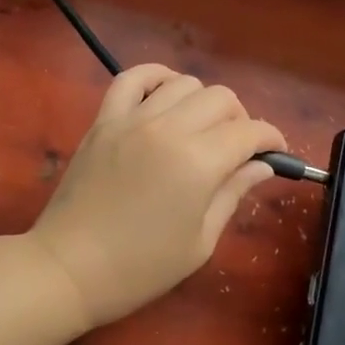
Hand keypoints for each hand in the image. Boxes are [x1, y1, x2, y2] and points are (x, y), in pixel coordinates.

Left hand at [29, 65, 286, 327]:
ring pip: (183, 83)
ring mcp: (131, 119)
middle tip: (237, 150)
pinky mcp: (103, 120)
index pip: (249, 132)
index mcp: (198, 163)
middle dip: (240, 119)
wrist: (68, 268)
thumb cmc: (140, 267)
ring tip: (201, 128)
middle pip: (220, 98)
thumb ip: (232, 194)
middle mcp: (168, 129)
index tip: (276, 153)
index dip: (271, 139)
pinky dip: (155, 77)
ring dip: (203, 101)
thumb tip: (262, 166)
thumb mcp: (199, 241)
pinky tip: (165, 94)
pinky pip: (131, 78)